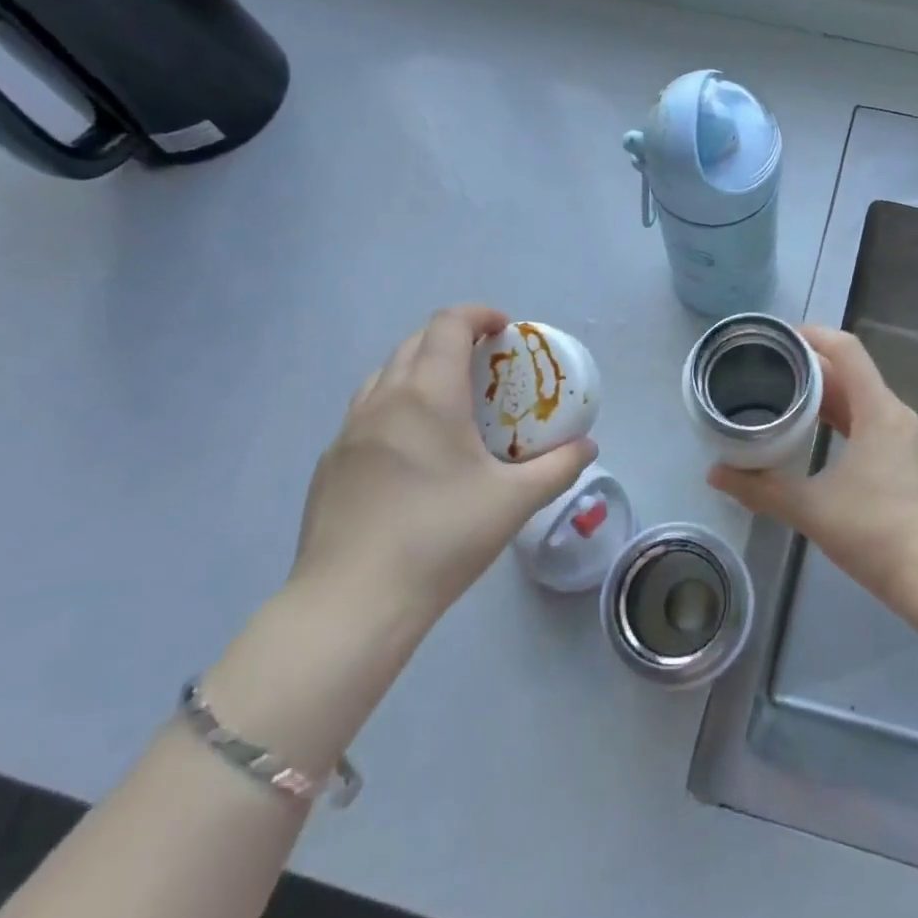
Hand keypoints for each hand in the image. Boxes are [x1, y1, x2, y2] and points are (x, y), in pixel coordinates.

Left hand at [294, 306, 597, 621]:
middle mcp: (382, 400)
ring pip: (384, 376)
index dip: (478, 315)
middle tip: (486, 366)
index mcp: (427, 395)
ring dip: (419, 369)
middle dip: (452, 339)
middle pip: (414, 342)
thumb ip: (559, 466)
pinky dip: (395, 406)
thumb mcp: (515, 502)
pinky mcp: (329, 464)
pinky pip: (366, 412)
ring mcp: (348, 432)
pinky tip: (413, 452)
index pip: (447, 325)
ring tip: (449, 403)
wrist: (352, 602)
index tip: (505, 330)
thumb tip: (588, 445)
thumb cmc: (441, 538)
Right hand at [707, 326, 917, 610]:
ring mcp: (904, 435)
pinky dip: (840, 416)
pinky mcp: (905, 456)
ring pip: (860, 397)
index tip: (777, 338)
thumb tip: (715, 474)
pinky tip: (812, 431)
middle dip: (809, 366)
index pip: (847, 350)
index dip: (813, 335)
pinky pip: (868, 419)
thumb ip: (759, 489)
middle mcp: (895, 413)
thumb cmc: (874, 533)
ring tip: (782, 394)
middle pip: (851, 372)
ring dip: (824, 393)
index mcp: (878, 411)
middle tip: (766, 369)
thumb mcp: (810, 509)